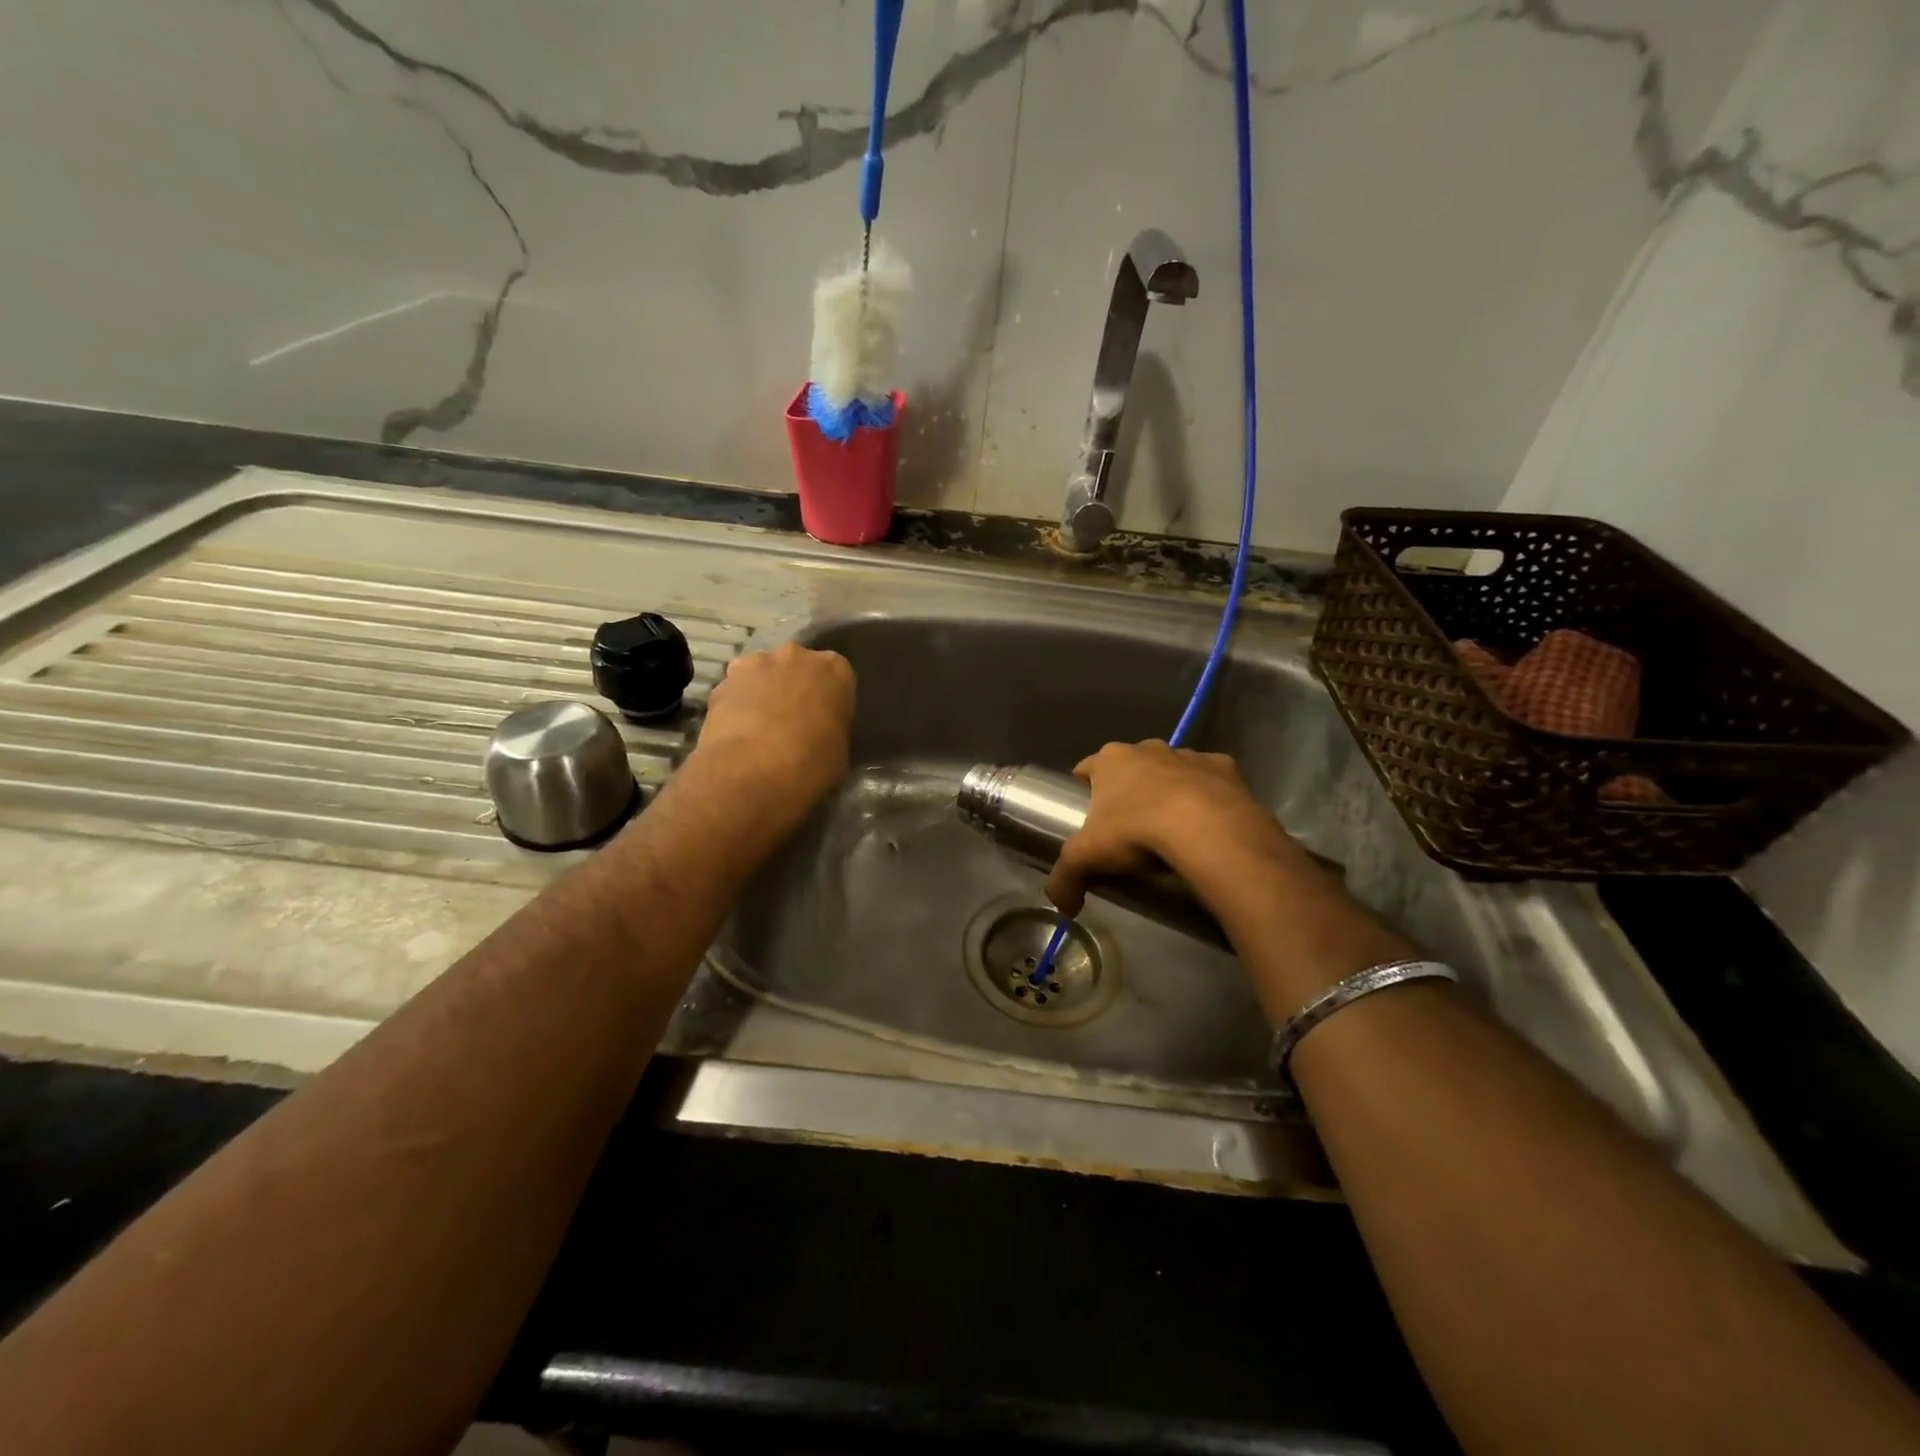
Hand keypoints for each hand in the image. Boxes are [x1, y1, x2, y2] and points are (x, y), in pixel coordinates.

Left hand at [692, 643, 855, 820]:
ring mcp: (756, 664)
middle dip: (794, 686)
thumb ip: (833, 731)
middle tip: (792, 721)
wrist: (753, 771)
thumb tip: (821, 736)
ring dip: (763, 692)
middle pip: (797, 666)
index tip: (825, 720)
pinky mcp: (723, 681)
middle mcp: (797, 656)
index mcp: (835, 670)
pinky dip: (737, 705)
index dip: (829, 699)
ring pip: (763, 673)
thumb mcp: (840, 752)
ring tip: (760, 727)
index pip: (837, 676)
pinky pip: (735, 690)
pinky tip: (737, 733)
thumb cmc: (810, 764)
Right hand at [1043, 740, 1303, 917]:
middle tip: (1128, 828)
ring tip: (1171, 829)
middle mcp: (1149, 748)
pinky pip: (1211, 782)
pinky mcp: (1226, 769)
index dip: (1084, 789)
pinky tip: (1207, 826)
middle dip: (1128, 790)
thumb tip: (1062, 908)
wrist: (1207, 831)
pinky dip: (1208, 799)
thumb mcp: (1086, 859)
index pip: (1087, 767)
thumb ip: (1065, 880)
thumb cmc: (1136, 832)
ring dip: (1169, 791)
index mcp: (1111, 759)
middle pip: (1131, 767)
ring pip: (1172, 770)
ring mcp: (1190, 755)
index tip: (1087, 814)